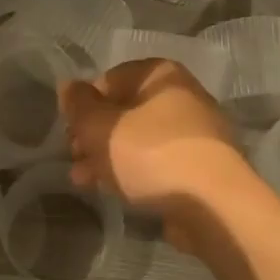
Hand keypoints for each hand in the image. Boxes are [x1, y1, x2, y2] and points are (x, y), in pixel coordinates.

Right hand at [59, 60, 259, 250]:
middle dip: (93, 135)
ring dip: (107, 157)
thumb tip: (67, 86)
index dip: (84, 105)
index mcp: (161, 75)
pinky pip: (156, 163)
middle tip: (73, 158)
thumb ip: (79, 105)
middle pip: (125, 111)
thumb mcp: (101, 127)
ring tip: (82, 181)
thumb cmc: (150, 154)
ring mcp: (194, 133)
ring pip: (139, 140)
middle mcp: (182, 96)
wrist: (211, 204)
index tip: (70, 131)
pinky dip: (132, 172)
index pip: (110, 78)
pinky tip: (112, 191)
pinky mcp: (199, 167)